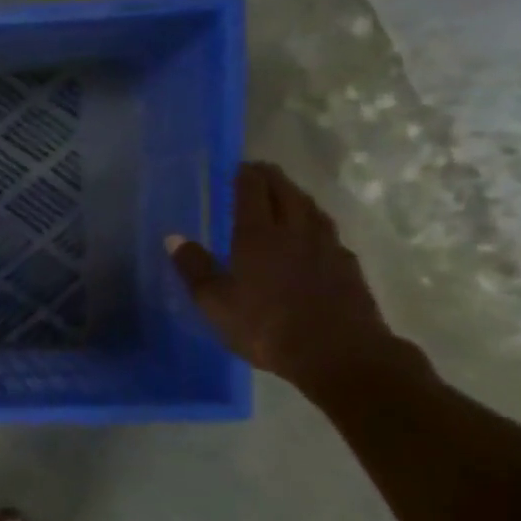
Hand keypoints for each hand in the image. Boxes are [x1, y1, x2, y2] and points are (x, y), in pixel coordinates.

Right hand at [165, 162, 422, 396]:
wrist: (340, 355)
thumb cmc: (267, 327)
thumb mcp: (216, 304)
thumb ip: (194, 268)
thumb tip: (174, 238)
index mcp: (258, 236)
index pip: (252, 191)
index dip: (245, 174)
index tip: (237, 165)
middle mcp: (294, 231)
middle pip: (285, 192)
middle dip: (271, 177)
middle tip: (259, 171)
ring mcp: (326, 247)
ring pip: (311, 208)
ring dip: (295, 195)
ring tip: (285, 194)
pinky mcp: (347, 266)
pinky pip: (328, 231)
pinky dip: (315, 222)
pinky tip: (312, 234)